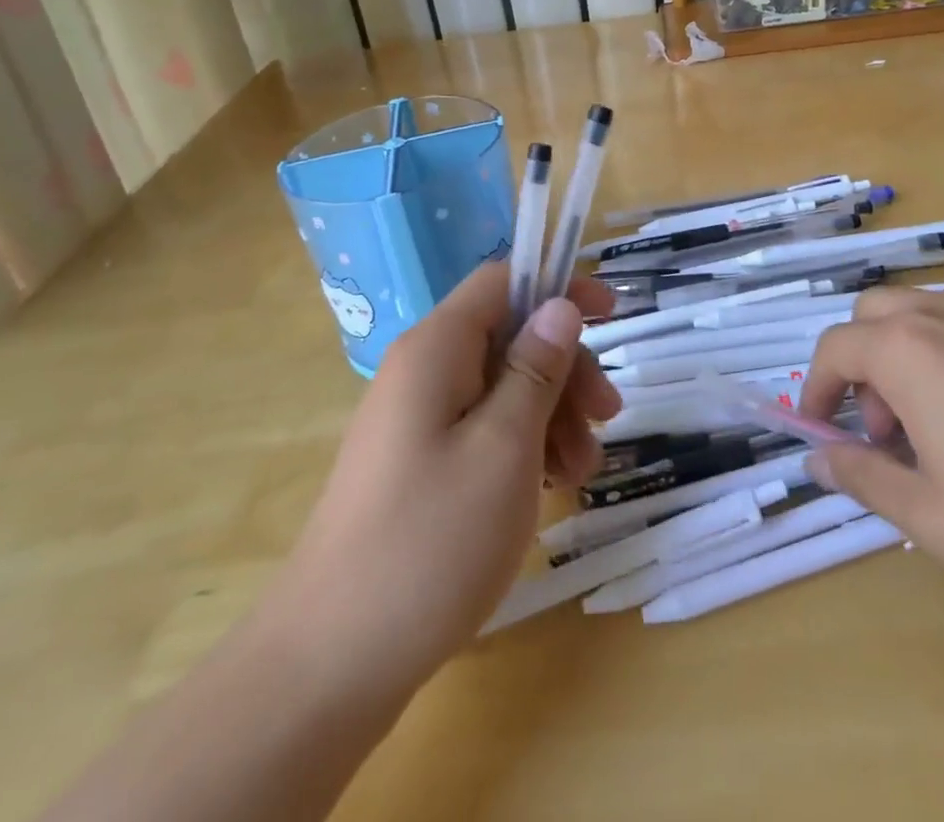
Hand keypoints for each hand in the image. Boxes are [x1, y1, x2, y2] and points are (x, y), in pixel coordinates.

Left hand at [265, 264, 620, 695]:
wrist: (331, 663)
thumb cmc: (430, 541)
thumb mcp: (505, 446)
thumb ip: (536, 368)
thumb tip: (560, 305)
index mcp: (435, 348)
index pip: (502, 280)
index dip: (559, 285)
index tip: (612, 313)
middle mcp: (422, 371)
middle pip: (509, 336)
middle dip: (565, 369)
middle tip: (608, 417)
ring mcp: (417, 420)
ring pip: (502, 386)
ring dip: (552, 415)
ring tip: (580, 472)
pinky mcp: (418, 463)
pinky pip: (483, 429)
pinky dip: (524, 446)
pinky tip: (549, 487)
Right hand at [799, 287, 943, 635]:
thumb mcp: (933, 518)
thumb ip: (863, 478)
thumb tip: (817, 459)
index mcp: (909, 350)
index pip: (835, 349)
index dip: (815, 390)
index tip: (821, 434)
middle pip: (874, 315)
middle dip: (861, 365)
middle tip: (886, 431)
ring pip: (923, 313)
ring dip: (905, 355)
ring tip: (940, 427)